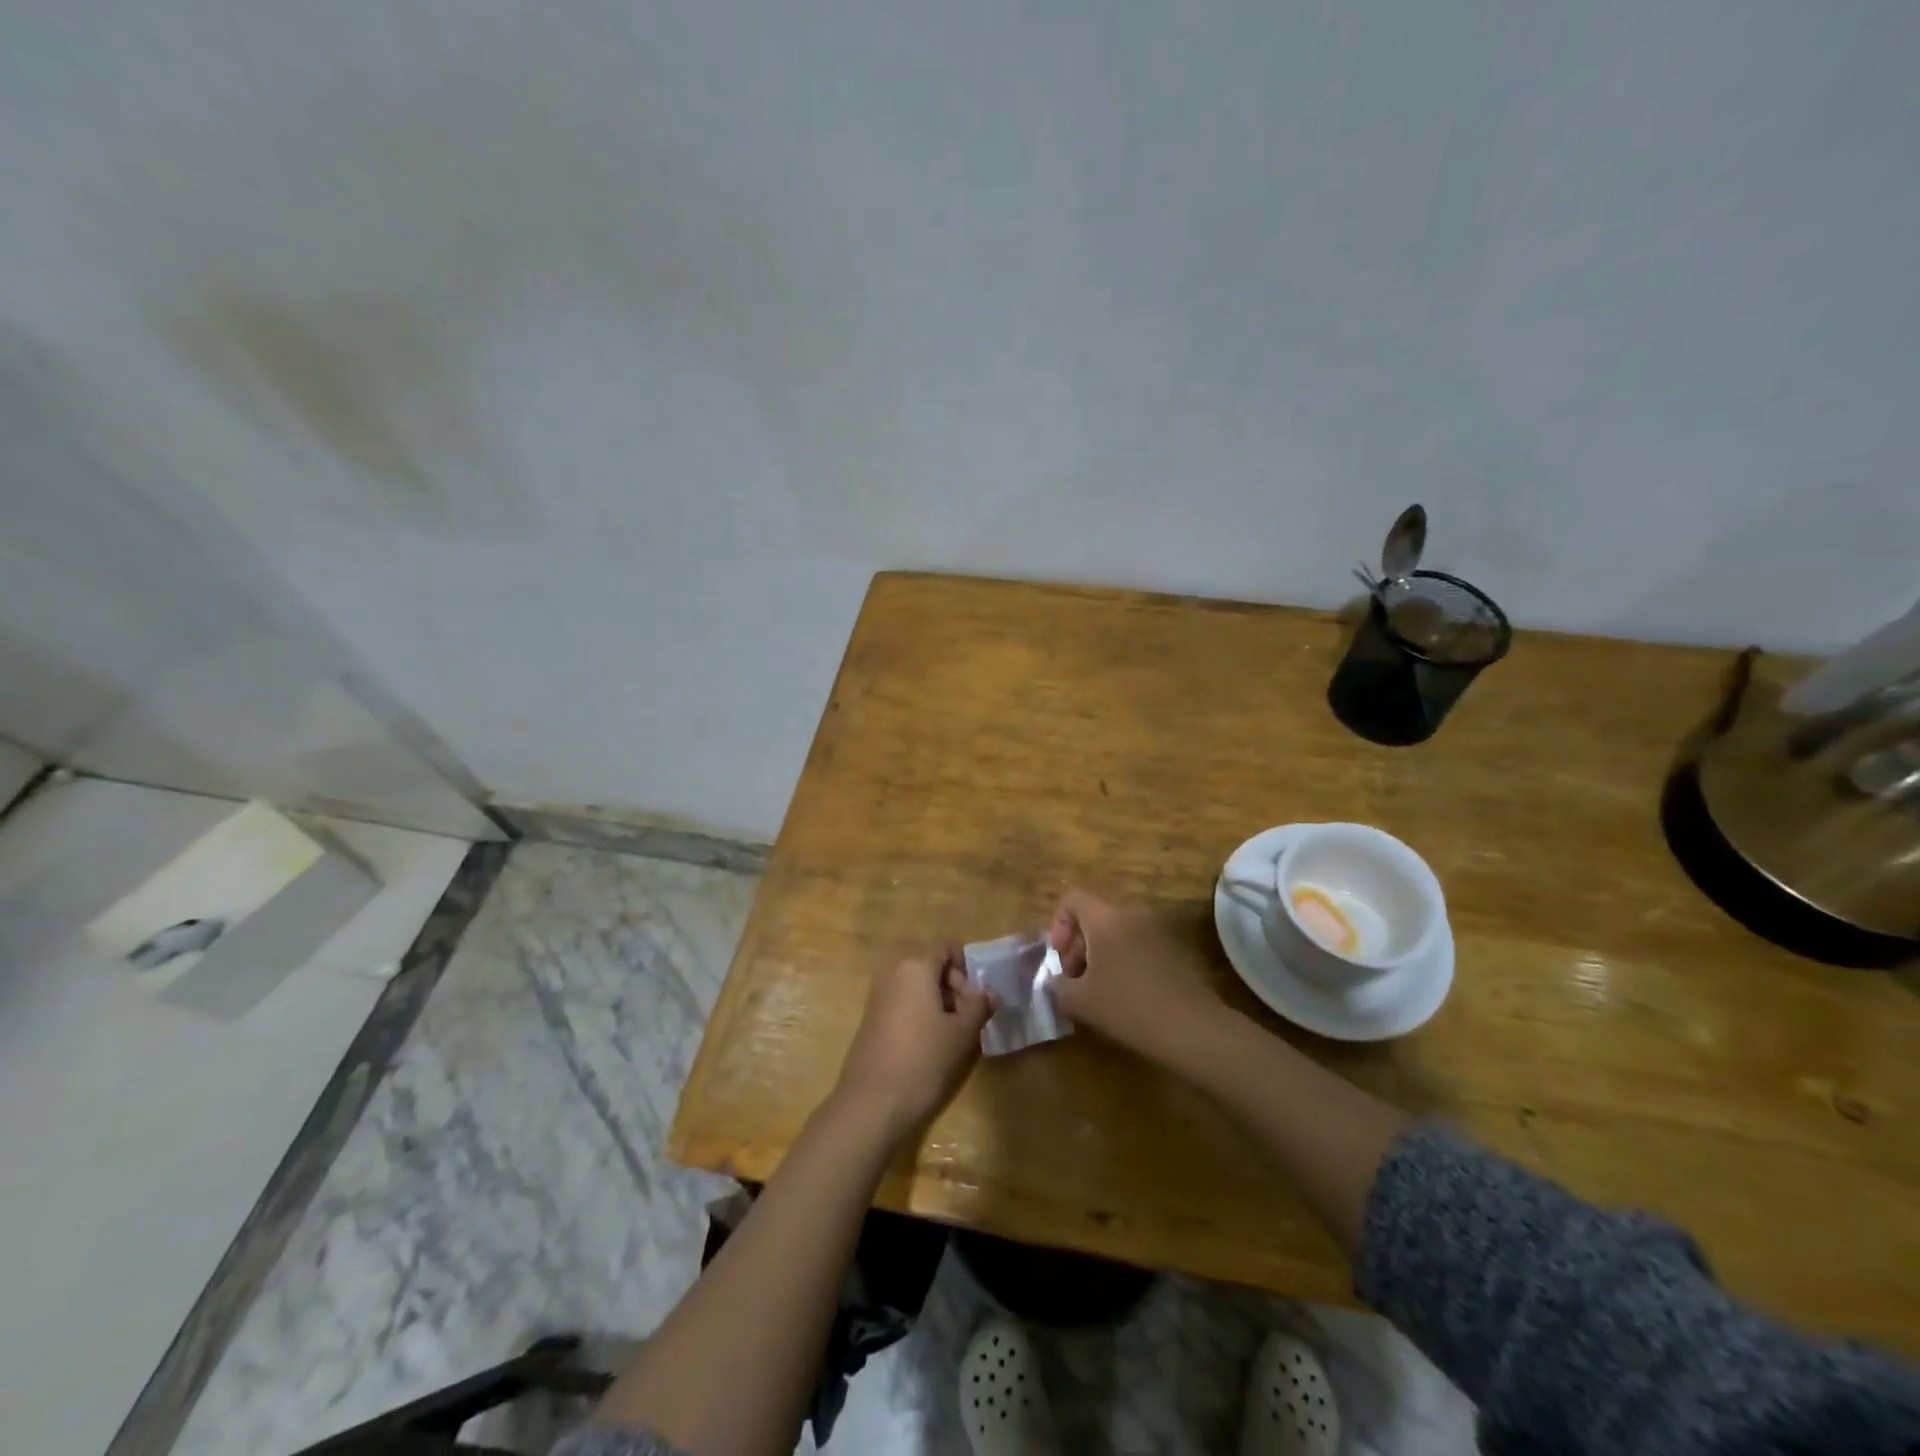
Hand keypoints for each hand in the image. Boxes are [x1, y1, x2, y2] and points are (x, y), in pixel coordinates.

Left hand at [834, 949, 993, 1135]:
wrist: (872, 1104)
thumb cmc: (923, 1060)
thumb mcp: (962, 1033)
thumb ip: (979, 1006)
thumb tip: (988, 993)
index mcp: (915, 967)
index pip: (946, 947)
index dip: (967, 966)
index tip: (978, 996)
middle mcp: (893, 974)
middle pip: (931, 967)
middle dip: (955, 987)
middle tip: (971, 1019)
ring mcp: (878, 997)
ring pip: (918, 988)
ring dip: (940, 1004)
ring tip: (954, 1037)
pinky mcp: (871, 1021)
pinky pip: (903, 1005)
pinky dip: (920, 1017)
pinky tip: (930, 1048)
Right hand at [1048, 889, 1227, 1065]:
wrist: (1192, 1028)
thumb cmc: (1128, 1007)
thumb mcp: (1080, 1001)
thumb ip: (1057, 986)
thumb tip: (1054, 982)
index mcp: (1105, 917)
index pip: (1072, 898)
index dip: (1058, 924)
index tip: (1061, 957)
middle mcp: (1132, 912)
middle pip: (1094, 914)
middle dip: (1078, 943)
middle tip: (1076, 978)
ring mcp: (1157, 927)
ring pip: (1116, 928)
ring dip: (1101, 952)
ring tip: (1099, 988)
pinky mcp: (1174, 946)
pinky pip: (1137, 941)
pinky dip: (1124, 958)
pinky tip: (1126, 992)